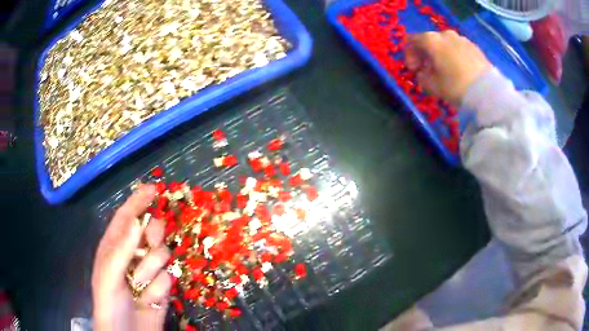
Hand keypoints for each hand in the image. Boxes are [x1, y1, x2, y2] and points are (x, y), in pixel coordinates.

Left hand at [92, 185, 171, 330]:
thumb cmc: (110, 303)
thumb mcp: (109, 276)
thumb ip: (121, 249)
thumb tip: (138, 221)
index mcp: (114, 247)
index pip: (126, 217)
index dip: (138, 201)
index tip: (153, 189)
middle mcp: (132, 255)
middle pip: (150, 231)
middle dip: (153, 235)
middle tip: (152, 242)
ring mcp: (149, 271)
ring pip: (162, 255)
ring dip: (151, 270)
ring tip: (139, 286)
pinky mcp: (162, 287)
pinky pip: (168, 279)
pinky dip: (158, 290)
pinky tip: (148, 300)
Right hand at [404, 30, 491, 105]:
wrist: (487, 91)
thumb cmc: (455, 86)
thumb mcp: (432, 86)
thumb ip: (422, 78)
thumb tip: (423, 74)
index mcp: (431, 40)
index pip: (412, 41)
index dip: (409, 55)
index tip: (413, 70)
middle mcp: (445, 34)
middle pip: (430, 41)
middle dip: (426, 55)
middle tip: (428, 71)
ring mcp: (462, 39)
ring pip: (445, 45)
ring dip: (441, 56)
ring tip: (445, 72)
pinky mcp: (474, 47)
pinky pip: (458, 49)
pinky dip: (454, 57)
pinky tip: (459, 71)